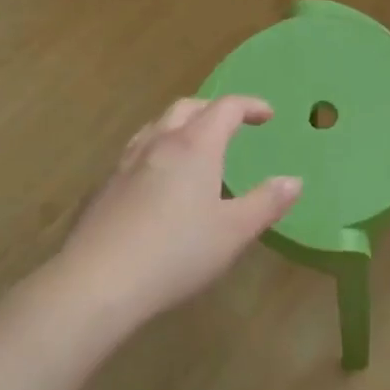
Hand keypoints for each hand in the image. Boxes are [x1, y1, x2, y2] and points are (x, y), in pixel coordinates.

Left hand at [52, 97, 301, 327]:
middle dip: (213, 109)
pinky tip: (157, 182)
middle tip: (232, 125)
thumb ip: (266, 203)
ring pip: (156, 126)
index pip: (226, 107)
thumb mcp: (234, 232)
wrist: (96, 283)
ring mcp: (126, 163)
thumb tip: (293, 181)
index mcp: (195, 145)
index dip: (250, 106)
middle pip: (187, 107)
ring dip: (181, 125)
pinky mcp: (103, 188)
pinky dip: (157, 151)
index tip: (267, 115)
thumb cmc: (176, 253)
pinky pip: (136, 153)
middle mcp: (159, 143)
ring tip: (194, 146)